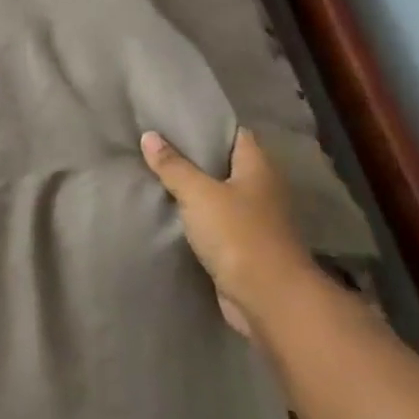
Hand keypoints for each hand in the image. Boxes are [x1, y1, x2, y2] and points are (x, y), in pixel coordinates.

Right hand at [141, 128, 319, 336]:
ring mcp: (256, 220)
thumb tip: (150, 136)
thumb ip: (173, 166)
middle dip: (195, 157)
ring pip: (219, 195)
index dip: (208, 126)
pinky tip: (170, 213)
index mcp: (258, 168)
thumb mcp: (198, 194)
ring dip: (194, 190)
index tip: (175, 120)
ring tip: (156, 176)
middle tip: (156, 146)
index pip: (236, 134)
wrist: (268, 298)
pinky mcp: (244, 247)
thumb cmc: (238, 235)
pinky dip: (196, 217)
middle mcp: (262, 190)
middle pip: (226, 164)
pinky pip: (216, 223)